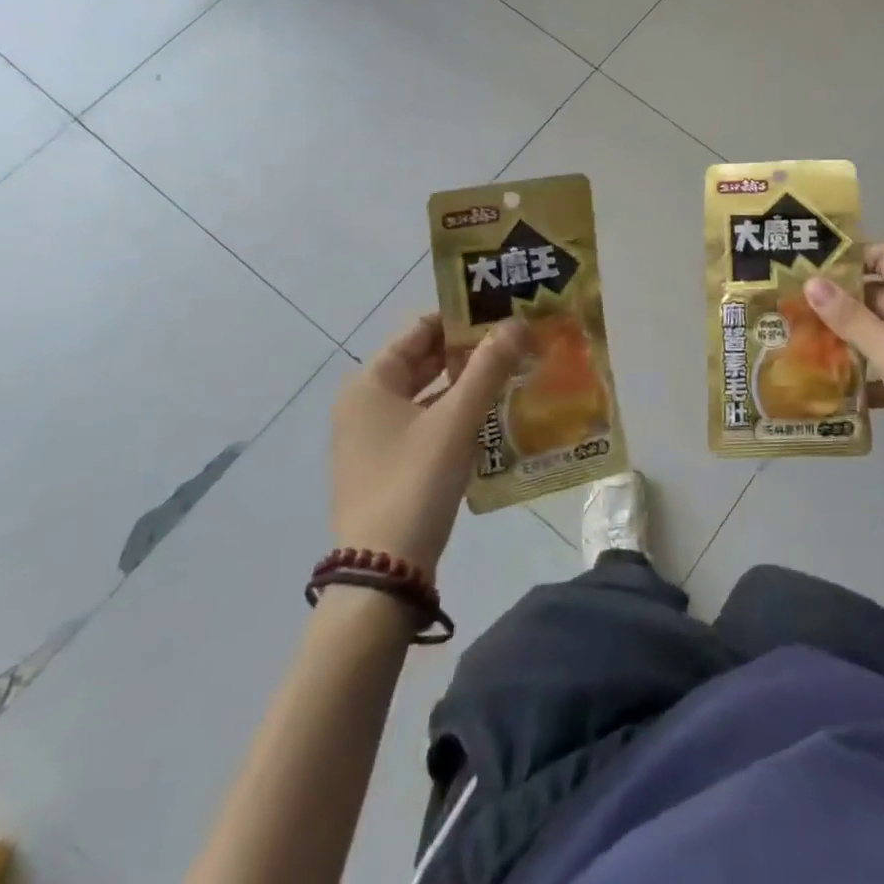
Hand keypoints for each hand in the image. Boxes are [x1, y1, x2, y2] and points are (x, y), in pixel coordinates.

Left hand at [331, 314, 526, 572]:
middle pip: (424, 359)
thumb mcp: (456, 420)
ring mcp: (374, 435)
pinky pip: (426, 421)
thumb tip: (518, 322)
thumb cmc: (415, 482)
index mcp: (371, 382)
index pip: (420, 329)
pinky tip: (493, 412)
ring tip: (513, 370)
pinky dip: (456, 411)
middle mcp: (366, 402)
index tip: (504, 311)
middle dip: (470, 349)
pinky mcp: (388, 463)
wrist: (383, 572)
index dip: (463, 317)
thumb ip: (488, 367)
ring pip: (428, 392)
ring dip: (467, 381)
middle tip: (517, 340)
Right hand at [805, 244, 883, 492]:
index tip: (807, 265)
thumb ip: (852, 319)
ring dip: (851, 338)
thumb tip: (811, 281)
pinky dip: (869, 371)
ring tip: (803, 342)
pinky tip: (834, 383)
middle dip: (842, 302)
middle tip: (794, 308)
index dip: (848, 257)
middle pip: (882, 296)